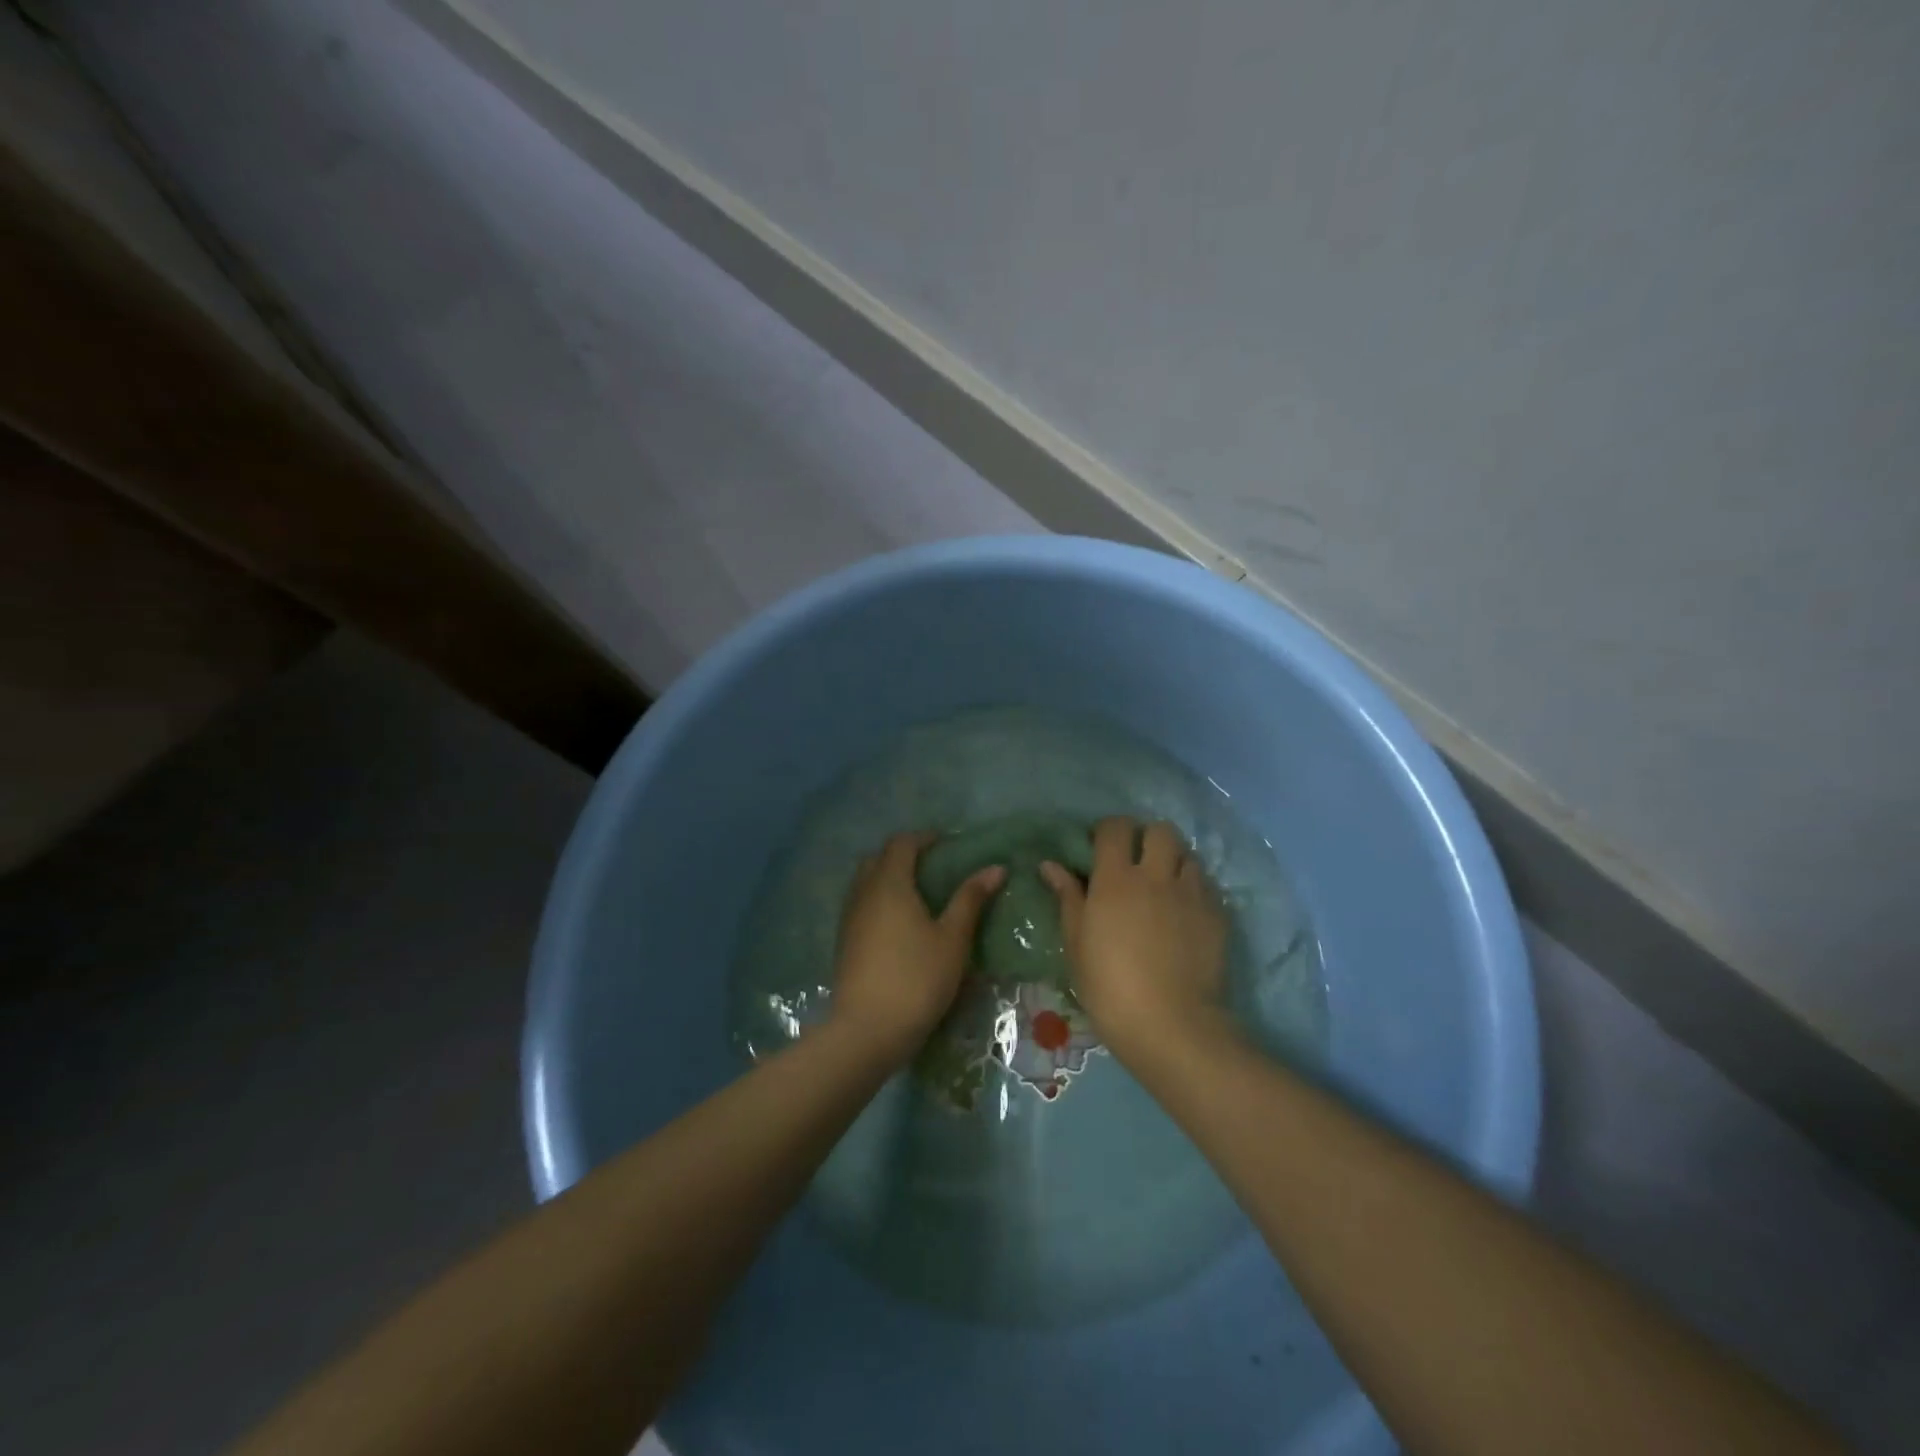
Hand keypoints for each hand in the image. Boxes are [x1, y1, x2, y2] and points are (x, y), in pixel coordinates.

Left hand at [831, 831, 1005, 1065]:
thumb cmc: (917, 978)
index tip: (947, 844)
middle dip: (903, 855)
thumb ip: (970, 899)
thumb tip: (995, 868)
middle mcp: (864, 893)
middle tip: (932, 868)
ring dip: (888, 878)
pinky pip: (860, 906)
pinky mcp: (844, 942)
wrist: (867, 1030)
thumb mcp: (953, 939)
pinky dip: (878, 902)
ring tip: (918, 896)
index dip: (924, 838)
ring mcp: (849, 918)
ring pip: (865, 883)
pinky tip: (899, 926)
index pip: (901, 843)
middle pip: (878, 858)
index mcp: (890, 883)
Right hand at [1041, 817, 1228, 1063]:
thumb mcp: (1076, 943)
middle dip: (1146, 837)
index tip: (1099, 848)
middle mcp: (1156, 876)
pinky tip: (1184, 912)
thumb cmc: (1109, 986)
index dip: (1107, 830)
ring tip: (1164, 885)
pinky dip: (1194, 888)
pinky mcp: (1217, 914)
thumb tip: (1050, 865)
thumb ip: (1067, 897)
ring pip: (1187, 854)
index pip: (1116, 828)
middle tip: (1136, 861)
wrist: (1170, 1025)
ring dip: (1173, 861)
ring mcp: (1191, 893)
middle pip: (1159, 830)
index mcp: (1116, 879)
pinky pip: (1206, 885)